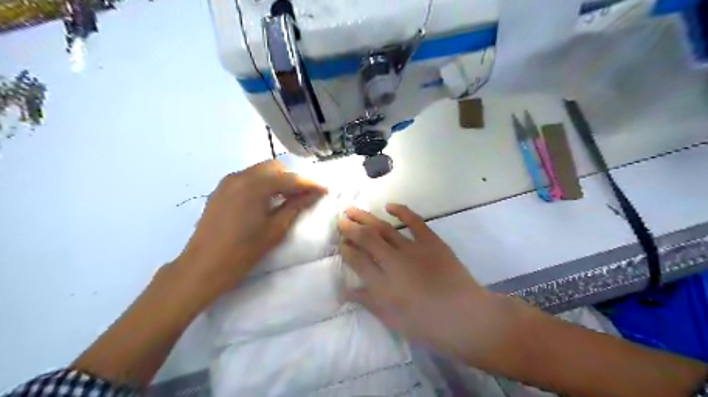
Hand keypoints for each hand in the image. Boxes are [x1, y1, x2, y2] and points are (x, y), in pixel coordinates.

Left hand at [172, 160, 326, 301]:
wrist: (202, 266)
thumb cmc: (243, 251)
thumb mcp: (275, 229)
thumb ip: (295, 206)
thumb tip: (313, 194)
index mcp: (255, 185)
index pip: (289, 178)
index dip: (309, 183)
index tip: (324, 190)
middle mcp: (240, 176)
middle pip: (274, 168)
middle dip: (292, 178)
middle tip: (305, 194)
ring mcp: (227, 182)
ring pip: (260, 171)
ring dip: (277, 180)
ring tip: (288, 197)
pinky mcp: (220, 190)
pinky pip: (247, 179)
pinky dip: (262, 184)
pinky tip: (267, 200)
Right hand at [338, 206, 514, 363]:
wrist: (466, 318)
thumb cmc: (428, 326)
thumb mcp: (393, 320)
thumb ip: (369, 302)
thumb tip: (347, 290)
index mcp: (382, 285)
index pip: (357, 261)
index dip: (346, 250)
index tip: (340, 243)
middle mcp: (394, 262)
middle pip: (366, 239)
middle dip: (350, 228)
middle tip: (340, 219)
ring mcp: (413, 249)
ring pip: (384, 228)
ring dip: (366, 217)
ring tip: (351, 208)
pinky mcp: (432, 242)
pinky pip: (415, 222)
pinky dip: (402, 211)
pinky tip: (389, 205)